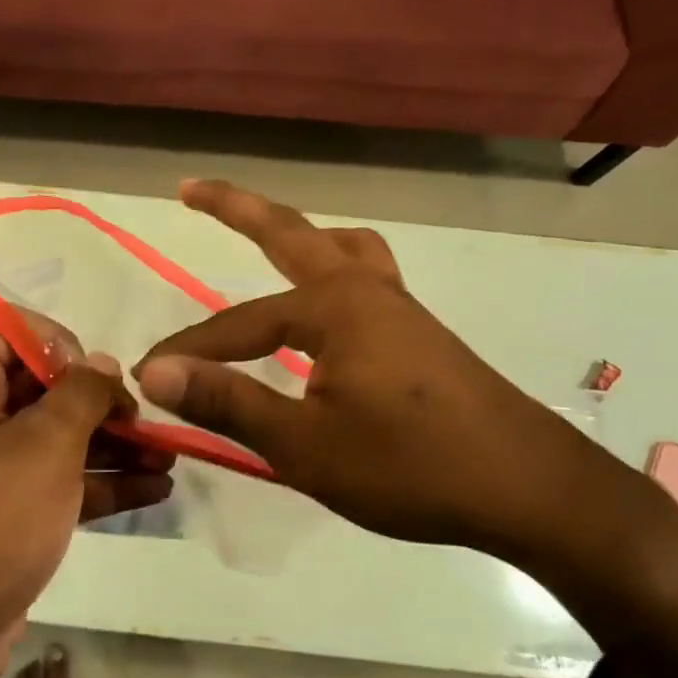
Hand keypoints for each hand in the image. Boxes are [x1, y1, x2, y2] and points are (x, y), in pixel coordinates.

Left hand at [0, 317, 172, 677]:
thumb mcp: (42, 445)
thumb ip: (80, 395)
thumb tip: (101, 365)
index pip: (5, 329)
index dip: (53, 340)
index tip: (92, 374)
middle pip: (42, 387)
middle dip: (99, 399)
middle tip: (145, 419)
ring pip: (59, 440)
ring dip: (113, 443)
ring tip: (168, 455)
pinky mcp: (10, 520)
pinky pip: (62, 486)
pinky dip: (103, 484)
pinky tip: (156, 489)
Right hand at [135, 180, 631, 564]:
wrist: (530, 489)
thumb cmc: (412, 468)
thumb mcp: (306, 445)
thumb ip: (228, 403)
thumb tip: (155, 370)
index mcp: (334, 307)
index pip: (239, 324)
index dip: (191, 351)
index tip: (147, 375)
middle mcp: (365, 289)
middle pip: (290, 233)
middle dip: (236, 208)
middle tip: (191, 188)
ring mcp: (399, 306)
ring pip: (338, 248)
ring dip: (297, 234)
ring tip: (267, 235)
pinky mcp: (418, 332)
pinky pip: (364, 276)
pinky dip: (332, 269)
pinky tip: (326, 307)